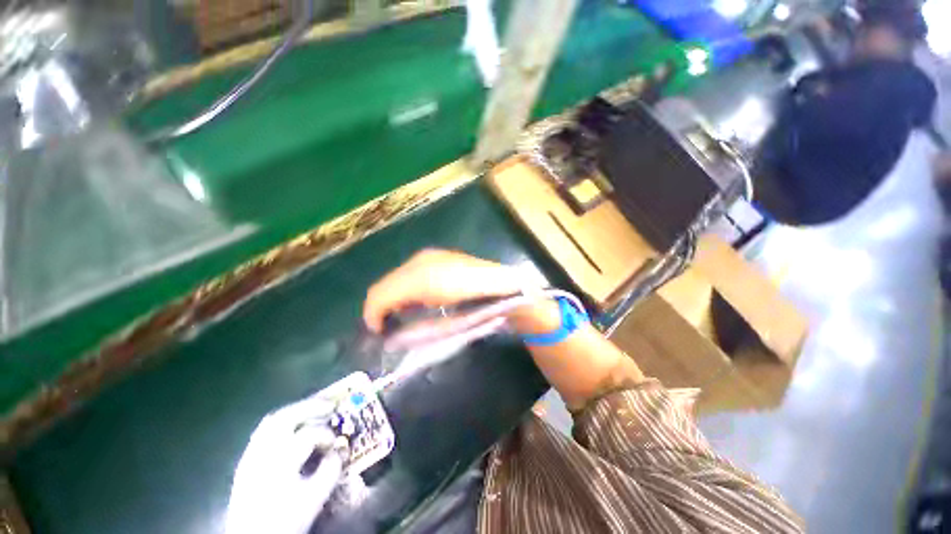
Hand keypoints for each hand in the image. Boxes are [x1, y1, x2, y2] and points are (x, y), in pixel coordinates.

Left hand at [225, 395, 347, 533]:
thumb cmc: (284, 522)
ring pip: (272, 421)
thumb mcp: (313, 500)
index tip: (338, 442)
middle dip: (310, 407)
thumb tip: (339, 450)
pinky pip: (263, 431)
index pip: (308, 435)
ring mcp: (251, 456)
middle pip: (284, 418)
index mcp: (280, 463)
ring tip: (313, 409)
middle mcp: (262, 454)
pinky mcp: (246, 461)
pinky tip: (293, 427)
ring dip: (295, 410)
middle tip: (330, 404)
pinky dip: (282, 422)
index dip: (326, 434)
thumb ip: (329, 472)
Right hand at [363, 249, 531, 332]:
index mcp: (418, 272)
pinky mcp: (440, 258)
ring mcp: (432, 257)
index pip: (381, 291)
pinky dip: (407, 289)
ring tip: (401, 315)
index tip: (379, 333)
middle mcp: (421, 259)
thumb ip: (408, 321)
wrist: (505, 289)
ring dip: (394, 297)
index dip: (373, 313)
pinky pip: (412, 273)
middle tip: (389, 326)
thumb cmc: (474, 304)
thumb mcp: (437, 319)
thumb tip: (383, 323)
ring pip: (398, 277)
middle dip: (382, 305)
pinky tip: (418, 300)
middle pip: (387, 283)